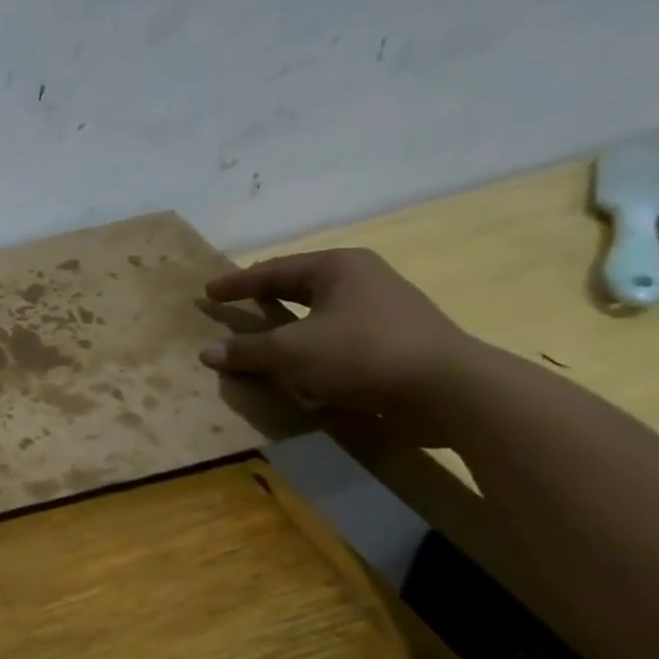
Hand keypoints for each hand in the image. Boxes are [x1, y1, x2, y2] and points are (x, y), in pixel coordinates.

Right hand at [199, 248, 481, 437]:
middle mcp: (363, 279)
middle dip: (266, 295)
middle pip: (300, 285)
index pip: (273, 270)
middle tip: (236, 303)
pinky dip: (313, 343)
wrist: (451, 391)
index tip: (208, 291)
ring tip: (264, 332)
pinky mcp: (397, 340)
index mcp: (337, 267)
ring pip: (322, 310)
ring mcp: (385, 308)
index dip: (237, 283)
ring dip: (290, 322)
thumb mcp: (291, 352)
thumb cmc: (362, 354)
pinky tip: (302, 361)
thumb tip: (207, 352)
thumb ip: (247, 350)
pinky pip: (340, 334)